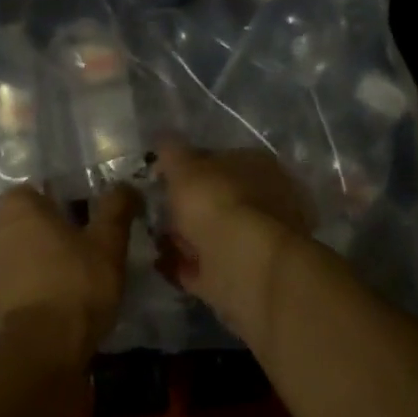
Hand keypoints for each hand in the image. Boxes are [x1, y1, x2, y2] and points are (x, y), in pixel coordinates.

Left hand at [0, 185, 138, 366]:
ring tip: (59, 279)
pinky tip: (41, 297)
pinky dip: (18, 281)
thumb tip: (126, 186)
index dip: (65, 208)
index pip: (41, 192)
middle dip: (44, 231)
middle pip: (22, 220)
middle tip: (76, 254)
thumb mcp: (108, 243)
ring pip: (10, 247)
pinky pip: (2, 275)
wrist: (41, 346)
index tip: (86, 229)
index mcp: (15, 203)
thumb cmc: (77, 284)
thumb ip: (116, 208)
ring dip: (28, 256)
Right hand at [153, 141, 310, 334]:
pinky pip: (206, 267)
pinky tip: (159, 264)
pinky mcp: (244, 275)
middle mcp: (265, 201)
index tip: (161, 179)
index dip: (189, 168)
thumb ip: (173, 154)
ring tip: (152, 239)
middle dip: (188, 208)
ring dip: (185, 238)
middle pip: (218, 200)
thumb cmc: (217, 203)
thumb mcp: (186, 168)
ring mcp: (257, 241)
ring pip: (213, 235)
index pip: (220, 160)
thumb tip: (164, 141)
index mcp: (259, 166)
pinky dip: (184, 266)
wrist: (244, 265)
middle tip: (155, 212)